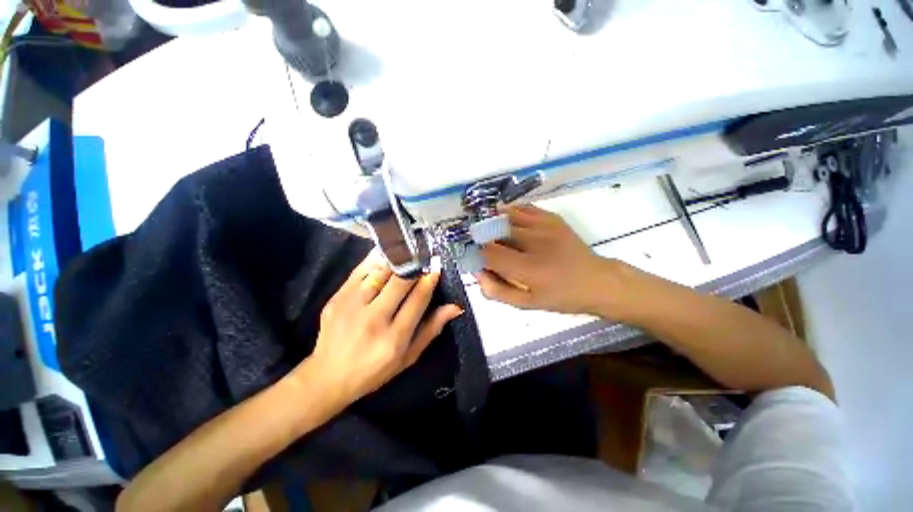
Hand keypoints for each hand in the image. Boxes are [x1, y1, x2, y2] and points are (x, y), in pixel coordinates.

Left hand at [296, 253, 462, 407]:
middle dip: (415, 267)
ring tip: (406, 254)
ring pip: (380, 272)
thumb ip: (432, 329)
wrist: (328, 376)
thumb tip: (455, 307)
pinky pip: (360, 271)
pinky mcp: (336, 298)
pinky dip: (375, 260)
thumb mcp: (409, 356)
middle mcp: (373, 319)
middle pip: (400, 282)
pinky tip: (385, 255)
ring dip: (397, 261)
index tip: (435, 268)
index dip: (430, 280)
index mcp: (394, 337)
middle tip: (422, 259)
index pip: (418, 299)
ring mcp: (351, 306)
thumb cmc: (375, 370)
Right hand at [476, 205, 625, 315]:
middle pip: (495, 230)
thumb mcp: (527, 304)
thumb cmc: (561, 296)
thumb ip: (498, 290)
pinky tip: (507, 219)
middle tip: (481, 244)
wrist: (597, 281)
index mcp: (527, 268)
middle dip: (482, 236)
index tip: (474, 258)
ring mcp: (544, 226)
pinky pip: (523, 208)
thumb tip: (477, 273)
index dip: (476, 254)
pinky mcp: (552, 218)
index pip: (489, 253)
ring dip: (493, 221)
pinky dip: (510, 211)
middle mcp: (533, 242)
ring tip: (490, 230)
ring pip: (507, 215)